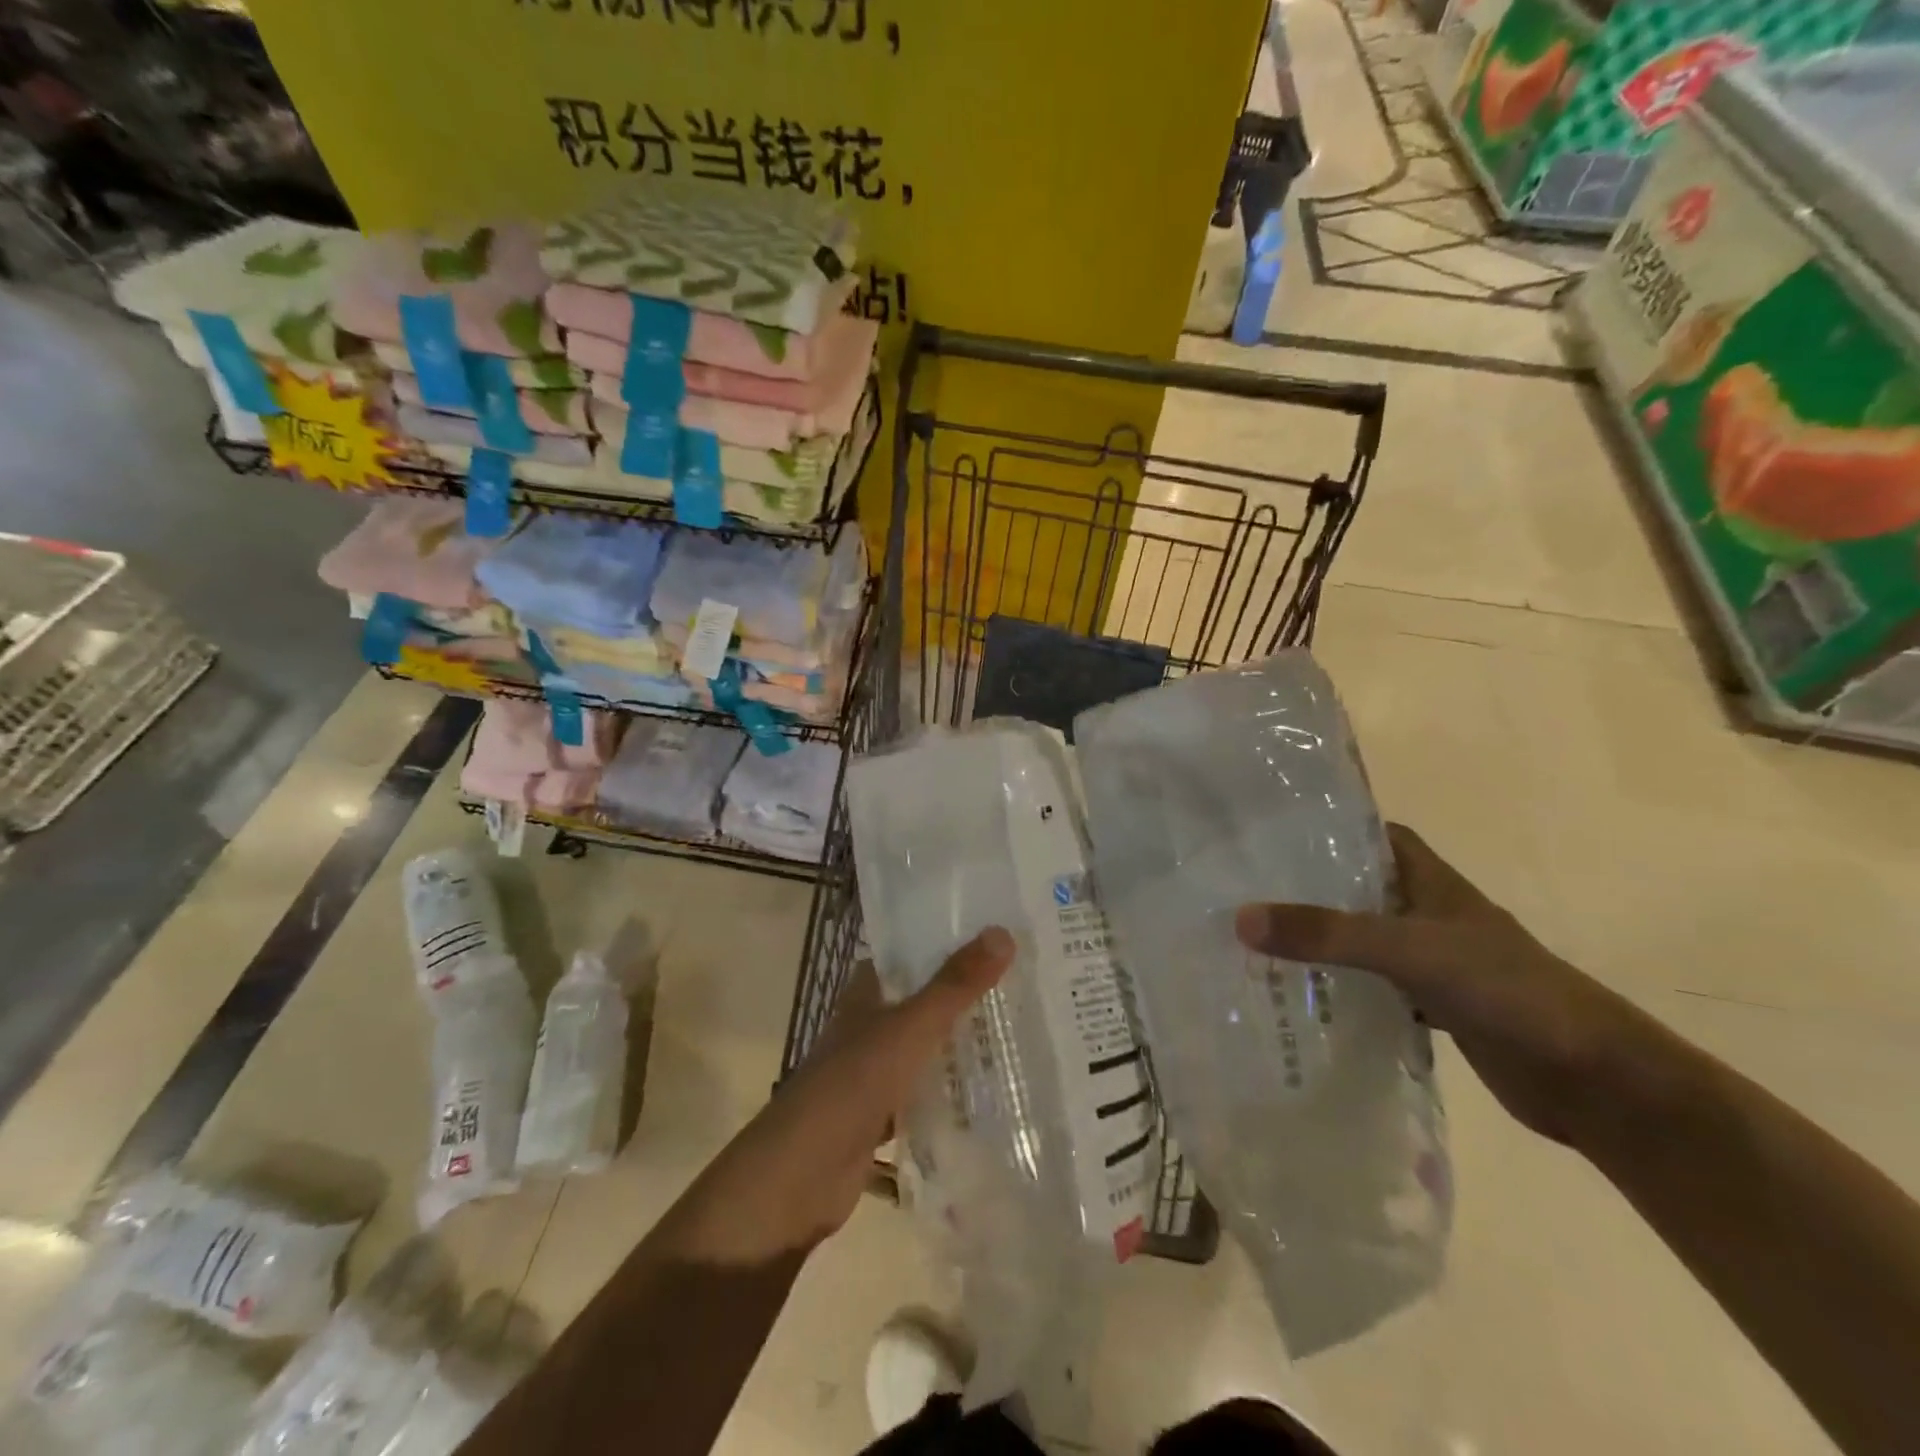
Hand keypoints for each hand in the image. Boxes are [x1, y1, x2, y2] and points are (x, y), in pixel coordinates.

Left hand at [666, 928, 1014, 1262]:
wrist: (800, 1177)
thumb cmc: (851, 1086)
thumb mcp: (908, 1029)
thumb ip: (953, 986)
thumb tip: (1002, 932)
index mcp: (863, 997)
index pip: (903, 958)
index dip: (938, 946)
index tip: (988, 938)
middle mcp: (865, 1030)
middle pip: (917, 1003)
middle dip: (957, 996)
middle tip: (1016, 984)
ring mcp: (871, 1075)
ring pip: (920, 1050)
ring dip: (955, 1045)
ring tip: (1013, 1033)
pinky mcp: (878, 1119)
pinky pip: (920, 1097)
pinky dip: (947, 1095)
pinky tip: (986, 1096)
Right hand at [1235, 824, 1653, 1145]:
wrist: (1595, 1081)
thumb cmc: (1507, 990)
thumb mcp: (1409, 950)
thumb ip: (1329, 934)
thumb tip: (1242, 918)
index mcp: (1432, 882)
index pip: (1375, 835)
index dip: (1331, 828)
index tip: (1273, 833)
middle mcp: (1431, 914)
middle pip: (1361, 888)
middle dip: (1310, 888)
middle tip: (1246, 888)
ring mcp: (1436, 962)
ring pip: (1365, 940)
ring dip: (1323, 941)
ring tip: (1258, 939)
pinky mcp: (1438, 1006)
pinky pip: (1376, 987)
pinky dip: (1345, 990)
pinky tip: (1303, 997)